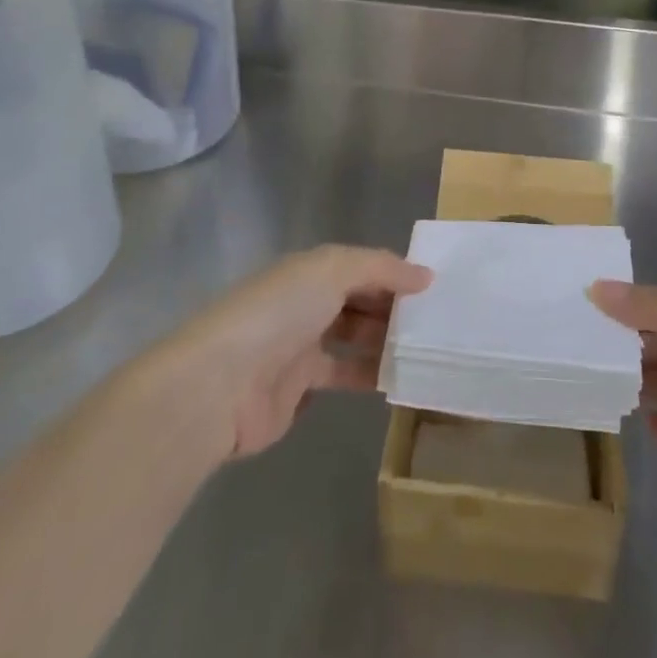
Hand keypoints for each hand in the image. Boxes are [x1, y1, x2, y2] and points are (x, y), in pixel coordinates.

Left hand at [163, 246, 430, 462]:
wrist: (220, 384)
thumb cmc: (279, 313)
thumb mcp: (333, 271)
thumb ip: (381, 269)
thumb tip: (425, 275)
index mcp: (309, 271)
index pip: (361, 267)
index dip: (395, 274)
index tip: (434, 287)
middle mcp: (305, 304)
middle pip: (358, 301)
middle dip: (393, 308)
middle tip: (436, 322)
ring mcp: (300, 347)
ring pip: (353, 339)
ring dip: (385, 342)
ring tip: (426, 349)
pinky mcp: (297, 390)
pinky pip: (342, 376)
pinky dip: (369, 376)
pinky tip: (399, 379)